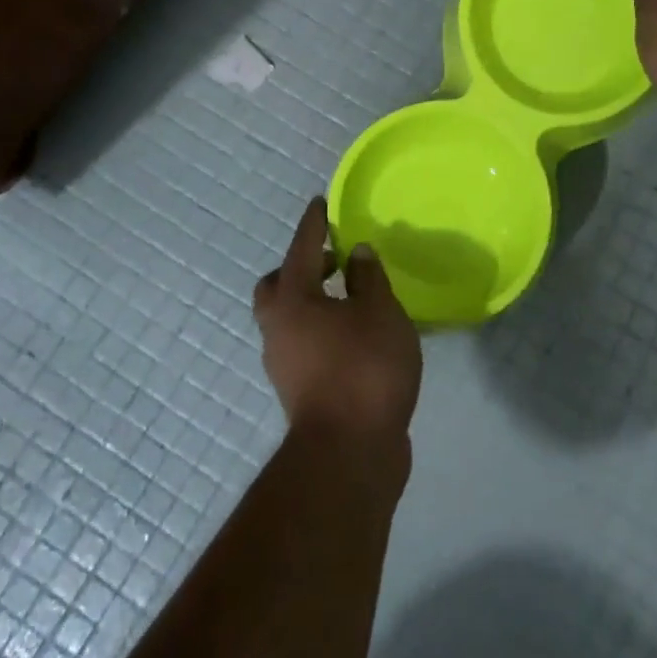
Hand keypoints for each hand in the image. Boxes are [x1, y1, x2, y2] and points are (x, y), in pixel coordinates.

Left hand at [253, 197, 421, 447]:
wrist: (349, 453)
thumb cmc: (365, 369)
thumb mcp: (380, 313)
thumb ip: (368, 278)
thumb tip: (356, 253)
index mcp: (293, 300)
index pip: (301, 249)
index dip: (313, 224)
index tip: (319, 203)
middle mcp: (278, 328)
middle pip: (276, 286)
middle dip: (300, 268)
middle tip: (331, 261)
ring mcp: (284, 363)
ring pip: (287, 319)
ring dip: (311, 302)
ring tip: (349, 299)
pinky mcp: (299, 390)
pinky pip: (304, 344)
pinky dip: (321, 330)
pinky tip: (353, 336)